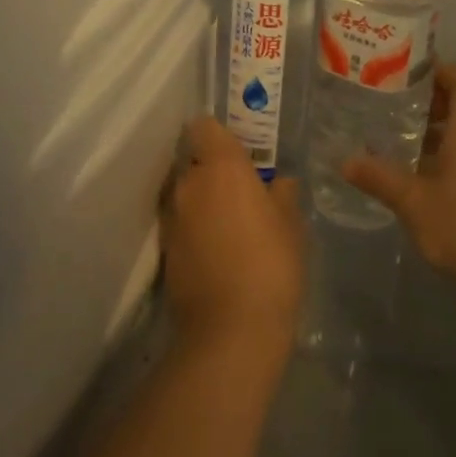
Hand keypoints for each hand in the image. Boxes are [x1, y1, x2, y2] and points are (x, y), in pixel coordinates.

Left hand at [162, 117, 305, 354]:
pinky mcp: (164, 249)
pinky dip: (193, 227)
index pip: (204, 127)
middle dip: (212, 168)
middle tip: (241, 188)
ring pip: (184, 192)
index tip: (237, 147)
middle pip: (194, 160)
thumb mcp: (291, 225)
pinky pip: (180, 222)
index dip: (218, 132)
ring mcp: (172, 217)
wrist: (231, 329)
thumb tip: (279, 183)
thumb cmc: (271, 265)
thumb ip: (283, 195)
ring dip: (201, 199)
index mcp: (221, 168)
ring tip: (228, 221)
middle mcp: (189, 184)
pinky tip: (216, 248)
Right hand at [343, 64, 455, 292]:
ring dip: (430, 126)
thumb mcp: (413, 201)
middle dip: (426, 98)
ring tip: (390, 132)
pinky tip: (409, 169)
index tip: (404, 74)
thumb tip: (343, 161)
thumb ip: (379, 177)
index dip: (438, 69)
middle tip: (387, 101)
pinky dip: (438, 150)